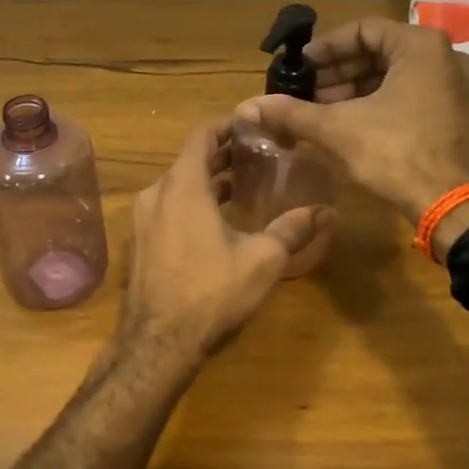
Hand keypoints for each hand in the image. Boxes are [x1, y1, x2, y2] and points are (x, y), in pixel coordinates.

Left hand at [122, 118, 334, 353]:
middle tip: (257, 157)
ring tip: (243, 187)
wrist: (158, 343)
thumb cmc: (211, 292)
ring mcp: (144, 219)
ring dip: (208, 180)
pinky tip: (217, 221)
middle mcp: (157, 193)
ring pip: (178, 185)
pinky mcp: (140, 241)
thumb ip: (293, 229)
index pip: (202, 135)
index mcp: (183, 186)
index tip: (253, 127)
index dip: (227, 125)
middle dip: (223, 154)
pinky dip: (192, 202)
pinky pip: (168, 207)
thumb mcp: (262, 259)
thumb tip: (327, 212)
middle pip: (190, 159)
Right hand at [235, 19, 468, 225]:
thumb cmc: (396, 154)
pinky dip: (379, 102)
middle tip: (307, 91)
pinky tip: (350, 123)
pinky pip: (411, 93)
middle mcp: (446, 57)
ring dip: (356, 89)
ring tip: (322, 110)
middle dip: (339, 72)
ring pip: (395, 75)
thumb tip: (247, 107)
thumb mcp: (338, 129)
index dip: (327, 47)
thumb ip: (292, 113)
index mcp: (421, 46)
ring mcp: (456, 86)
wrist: (451, 207)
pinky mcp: (457, 112)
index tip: (301, 66)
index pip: (363, 30)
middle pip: (380, 52)